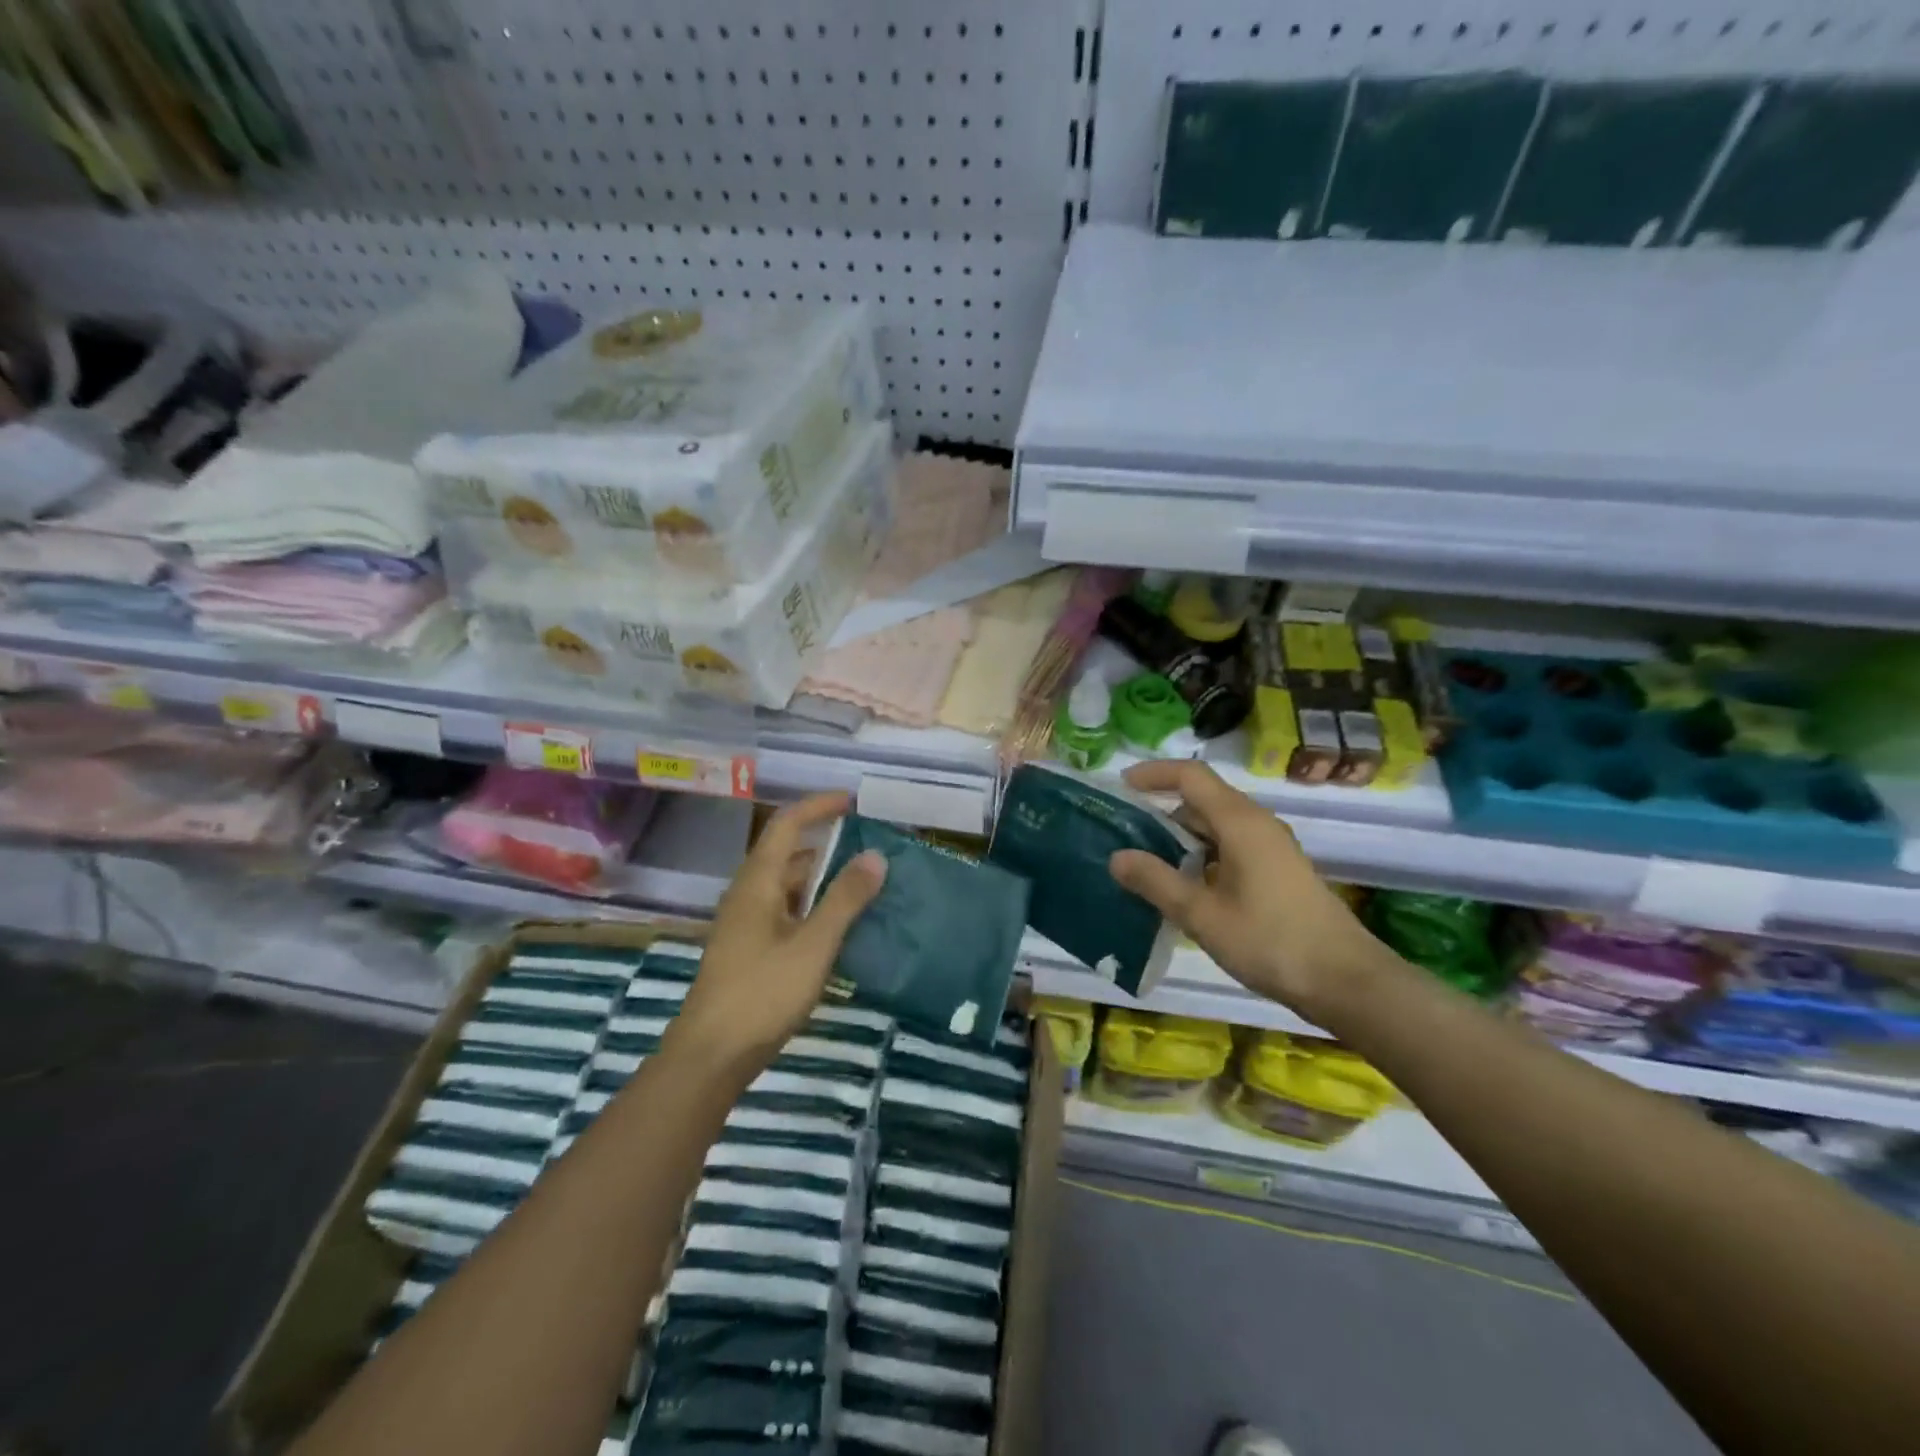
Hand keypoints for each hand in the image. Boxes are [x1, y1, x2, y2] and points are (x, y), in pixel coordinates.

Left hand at [674, 793, 886, 1069]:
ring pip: (787, 885)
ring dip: (821, 877)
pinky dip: (812, 906)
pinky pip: (785, 911)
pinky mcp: (748, 949)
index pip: (787, 824)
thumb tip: (876, 856)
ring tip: (862, 882)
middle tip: (868, 845)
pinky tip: (838, 926)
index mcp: (758, 882)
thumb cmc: (762, 993)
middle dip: (826, 842)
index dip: (818, 806)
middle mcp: (747, 894)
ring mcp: (745, 923)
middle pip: (787, 853)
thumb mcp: (813, 945)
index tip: (853, 802)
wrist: (710, 1056)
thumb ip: (845, 899)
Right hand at [1107, 760, 1380, 1022]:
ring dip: (1180, 838)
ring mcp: (1271, 848)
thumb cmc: (1270, 942)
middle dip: (1160, 811)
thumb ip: (1156, 882)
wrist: (1346, 981)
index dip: (1153, 774)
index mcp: (1240, 822)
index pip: (1190, 776)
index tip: (1120, 788)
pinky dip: (1201, 857)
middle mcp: (1257, 824)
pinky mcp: (1277, 871)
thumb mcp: (1202, 914)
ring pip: (1216, 827)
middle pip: (1202, 800)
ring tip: (1145, 864)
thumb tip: (1117, 856)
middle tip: (1123, 835)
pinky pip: (1230, 848)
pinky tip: (1183, 888)